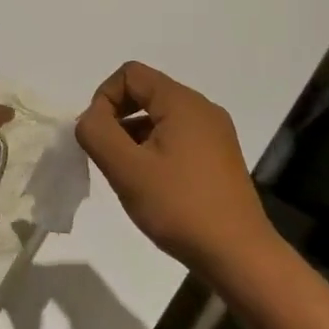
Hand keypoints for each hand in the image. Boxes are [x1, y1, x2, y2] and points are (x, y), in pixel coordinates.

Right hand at [75, 61, 277, 281]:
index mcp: (182, 102)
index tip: (98, 136)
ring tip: (128, 176)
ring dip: (135, 136)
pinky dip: (155, 149)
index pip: (130, 74)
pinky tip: (152, 185)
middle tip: (108, 157)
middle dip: (118, 118)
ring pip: (160, 117)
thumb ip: (97, 133)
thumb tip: (90, 118)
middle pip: (146, 93)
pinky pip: (177, 137)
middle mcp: (202, 108)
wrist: (238, 254)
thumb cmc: (179, 206)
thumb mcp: (126, 169)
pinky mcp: (219, 157)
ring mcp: (215, 133)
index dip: (104, 98)